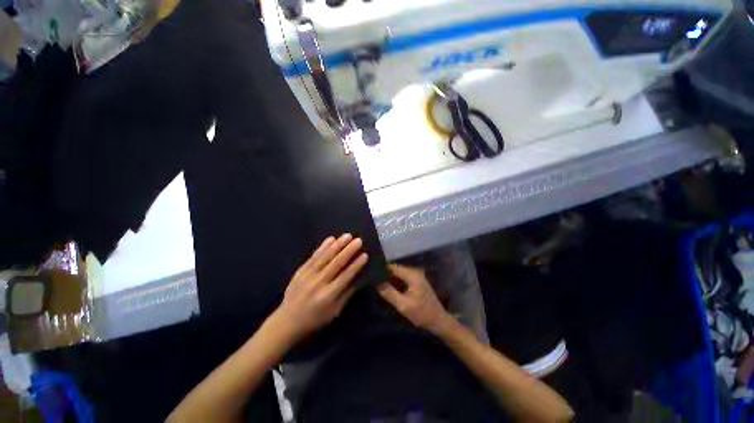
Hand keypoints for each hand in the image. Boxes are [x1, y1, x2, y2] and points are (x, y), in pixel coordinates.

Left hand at [274, 234, 367, 341]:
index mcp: (328, 295)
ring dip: (337, 245)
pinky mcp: (300, 271)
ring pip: (325, 257)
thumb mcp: (334, 312)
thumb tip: (359, 278)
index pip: (345, 276)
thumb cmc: (315, 319)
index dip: (356, 265)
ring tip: (347, 235)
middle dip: (348, 251)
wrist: (287, 321)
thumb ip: (347, 294)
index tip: (365, 254)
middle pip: (336, 263)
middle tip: (358, 240)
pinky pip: (313, 256)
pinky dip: (322, 247)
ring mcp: (308, 275)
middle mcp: (318, 283)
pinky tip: (330, 239)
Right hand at [377, 264, 451, 334]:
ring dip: (390, 278)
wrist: (439, 321)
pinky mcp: (416, 282)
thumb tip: (377, 283)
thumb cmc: (422, 314)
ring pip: (399, 274)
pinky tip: (388, 287)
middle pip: (396, 269)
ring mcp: (416, 276)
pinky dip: (395, 282)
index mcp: (412, 275)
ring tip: (378, 282)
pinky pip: (403, 278)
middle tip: (373, 279)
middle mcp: (414, 272)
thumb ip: (389, 293)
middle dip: (385, 274)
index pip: (393, 267)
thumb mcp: (403, 305)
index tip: (371, 273)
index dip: (382, 269)